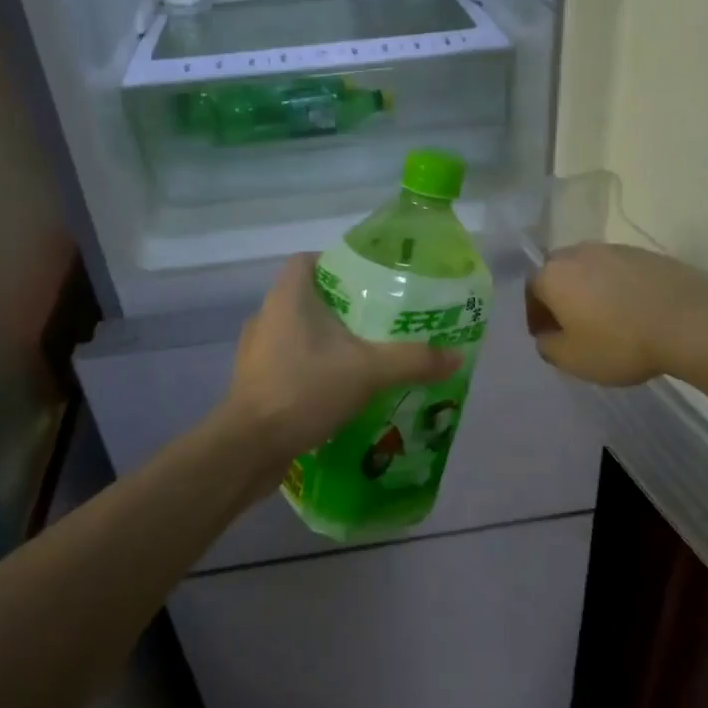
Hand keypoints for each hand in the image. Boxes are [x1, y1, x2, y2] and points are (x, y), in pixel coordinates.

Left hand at [226, 255, 459, 460]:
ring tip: (365, 356)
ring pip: (299, 333)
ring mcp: (256, 351)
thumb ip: (414, 359)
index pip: (310, 261)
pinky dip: (314, 369)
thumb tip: (456, 355)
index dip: (338, 264)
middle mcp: (267, 316)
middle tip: (381, 322)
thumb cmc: (304, 390)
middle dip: (344, 309)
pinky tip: (339, 389)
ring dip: (328, 342)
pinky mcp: (255, 382)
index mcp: (287, 297)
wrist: (250, 447)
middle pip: (309, 298)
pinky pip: (290, 363)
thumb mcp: (369, 371)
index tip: (371, 282)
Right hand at [525, 243, 707, 385]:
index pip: (530, 291)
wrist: (691, 322)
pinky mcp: (647, 254)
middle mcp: (578, 252)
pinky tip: (632, 311)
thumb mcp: (571, 359)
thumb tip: (547, 335)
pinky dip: (617, 288)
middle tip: (572, 326)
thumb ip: (548, 346)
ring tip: (605, 319)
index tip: (547, 337)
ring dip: (589, 290)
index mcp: (552, 274)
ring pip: (590, 270)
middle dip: (560, 297)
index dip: (535, 316)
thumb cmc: (619, 343)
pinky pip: (619, 272)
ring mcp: (615, 249)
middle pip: (559, 273)